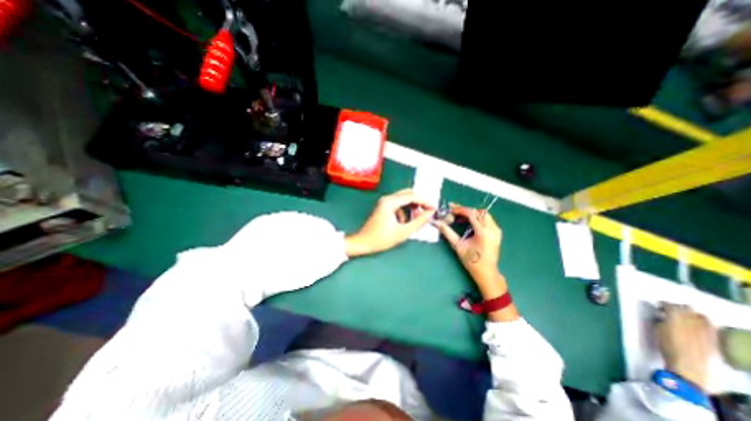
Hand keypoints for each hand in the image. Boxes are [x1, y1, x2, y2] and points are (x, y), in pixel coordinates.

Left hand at [344, 189, 437, 255]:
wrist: (362, 243)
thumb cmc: (381, 238)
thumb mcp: (403, 231)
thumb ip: (418, 221)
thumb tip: (430, 213)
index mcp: (390, 202)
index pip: (412, 196)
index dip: (425, 201)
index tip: (435, 208)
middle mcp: (387, 198)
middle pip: (408, 194)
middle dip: (420, 202)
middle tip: (428, 211)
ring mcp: (384, 202)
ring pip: (403, 199)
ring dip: (412, 206)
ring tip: (418, 218)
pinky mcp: (383, 207)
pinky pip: (398, 205)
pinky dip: (405, 211)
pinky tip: (406, 222)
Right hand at [432, 202, 500, 281]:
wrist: (487, 272)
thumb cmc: (471, 261)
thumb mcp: (458, 246)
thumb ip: (447, 232)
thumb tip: (436, 222)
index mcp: (484, 232)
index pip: (472, 214)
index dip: (460, 209)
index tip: (450, 208)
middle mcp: (493, 228)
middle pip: (479, 212)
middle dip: (465, 209)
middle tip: (453, 211)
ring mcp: (496, 230)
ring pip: (484, 214)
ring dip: (471, 213)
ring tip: (459, 215)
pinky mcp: (497, 232)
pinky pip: (487, 219)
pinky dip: (477, 217)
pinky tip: (468, 221)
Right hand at [658, 302, 714, 390]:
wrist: (689, 367)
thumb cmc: (668, 347)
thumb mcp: (658, 330)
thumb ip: (660, 320)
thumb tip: (661, 314)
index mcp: (675, 317)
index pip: (669, 305)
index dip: (662, 304)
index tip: (658, 306)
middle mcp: (692, 320)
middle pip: (686, 308)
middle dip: (678, 307)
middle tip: (670, 310)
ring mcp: (707, 330)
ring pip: (701, 316)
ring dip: (691, 314)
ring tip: (684, 318)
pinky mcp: (715, 338)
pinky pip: (710, 326)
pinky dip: (702, 323)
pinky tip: (697, 327)